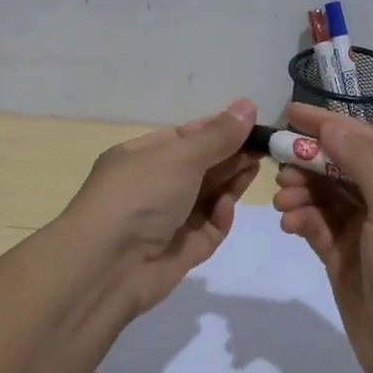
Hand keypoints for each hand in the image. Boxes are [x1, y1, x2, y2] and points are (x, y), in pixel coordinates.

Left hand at [61, 98, 261, 316]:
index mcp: (141, 156)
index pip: (187, 137)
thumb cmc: (139, 196)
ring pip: (208, 197)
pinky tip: (228, 207)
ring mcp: (166, 220)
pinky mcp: (180, 252)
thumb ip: (219, 136)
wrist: (106, 267)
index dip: (220, 130)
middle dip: (231, 156)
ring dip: (231, 183)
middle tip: (266, 149)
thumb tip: (248, 106)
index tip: (254, 126)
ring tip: (256, 170)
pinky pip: (208, 229)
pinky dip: (220, 217)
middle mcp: (152, 186)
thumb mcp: (180, 156)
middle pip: (201, 166)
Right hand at [271, 102, 372, 372]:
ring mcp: (363, 232)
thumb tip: (331, 126)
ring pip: (324, 196)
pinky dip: (301, 220)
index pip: (364, 141)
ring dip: (301, 192)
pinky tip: (289, 224)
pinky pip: (316, 227)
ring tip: (283, 201)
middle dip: (308, 162)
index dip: (328, 124)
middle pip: (339, 168)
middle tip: (279, 165)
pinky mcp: (342, 258)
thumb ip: (364, 163)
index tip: (290, 113)